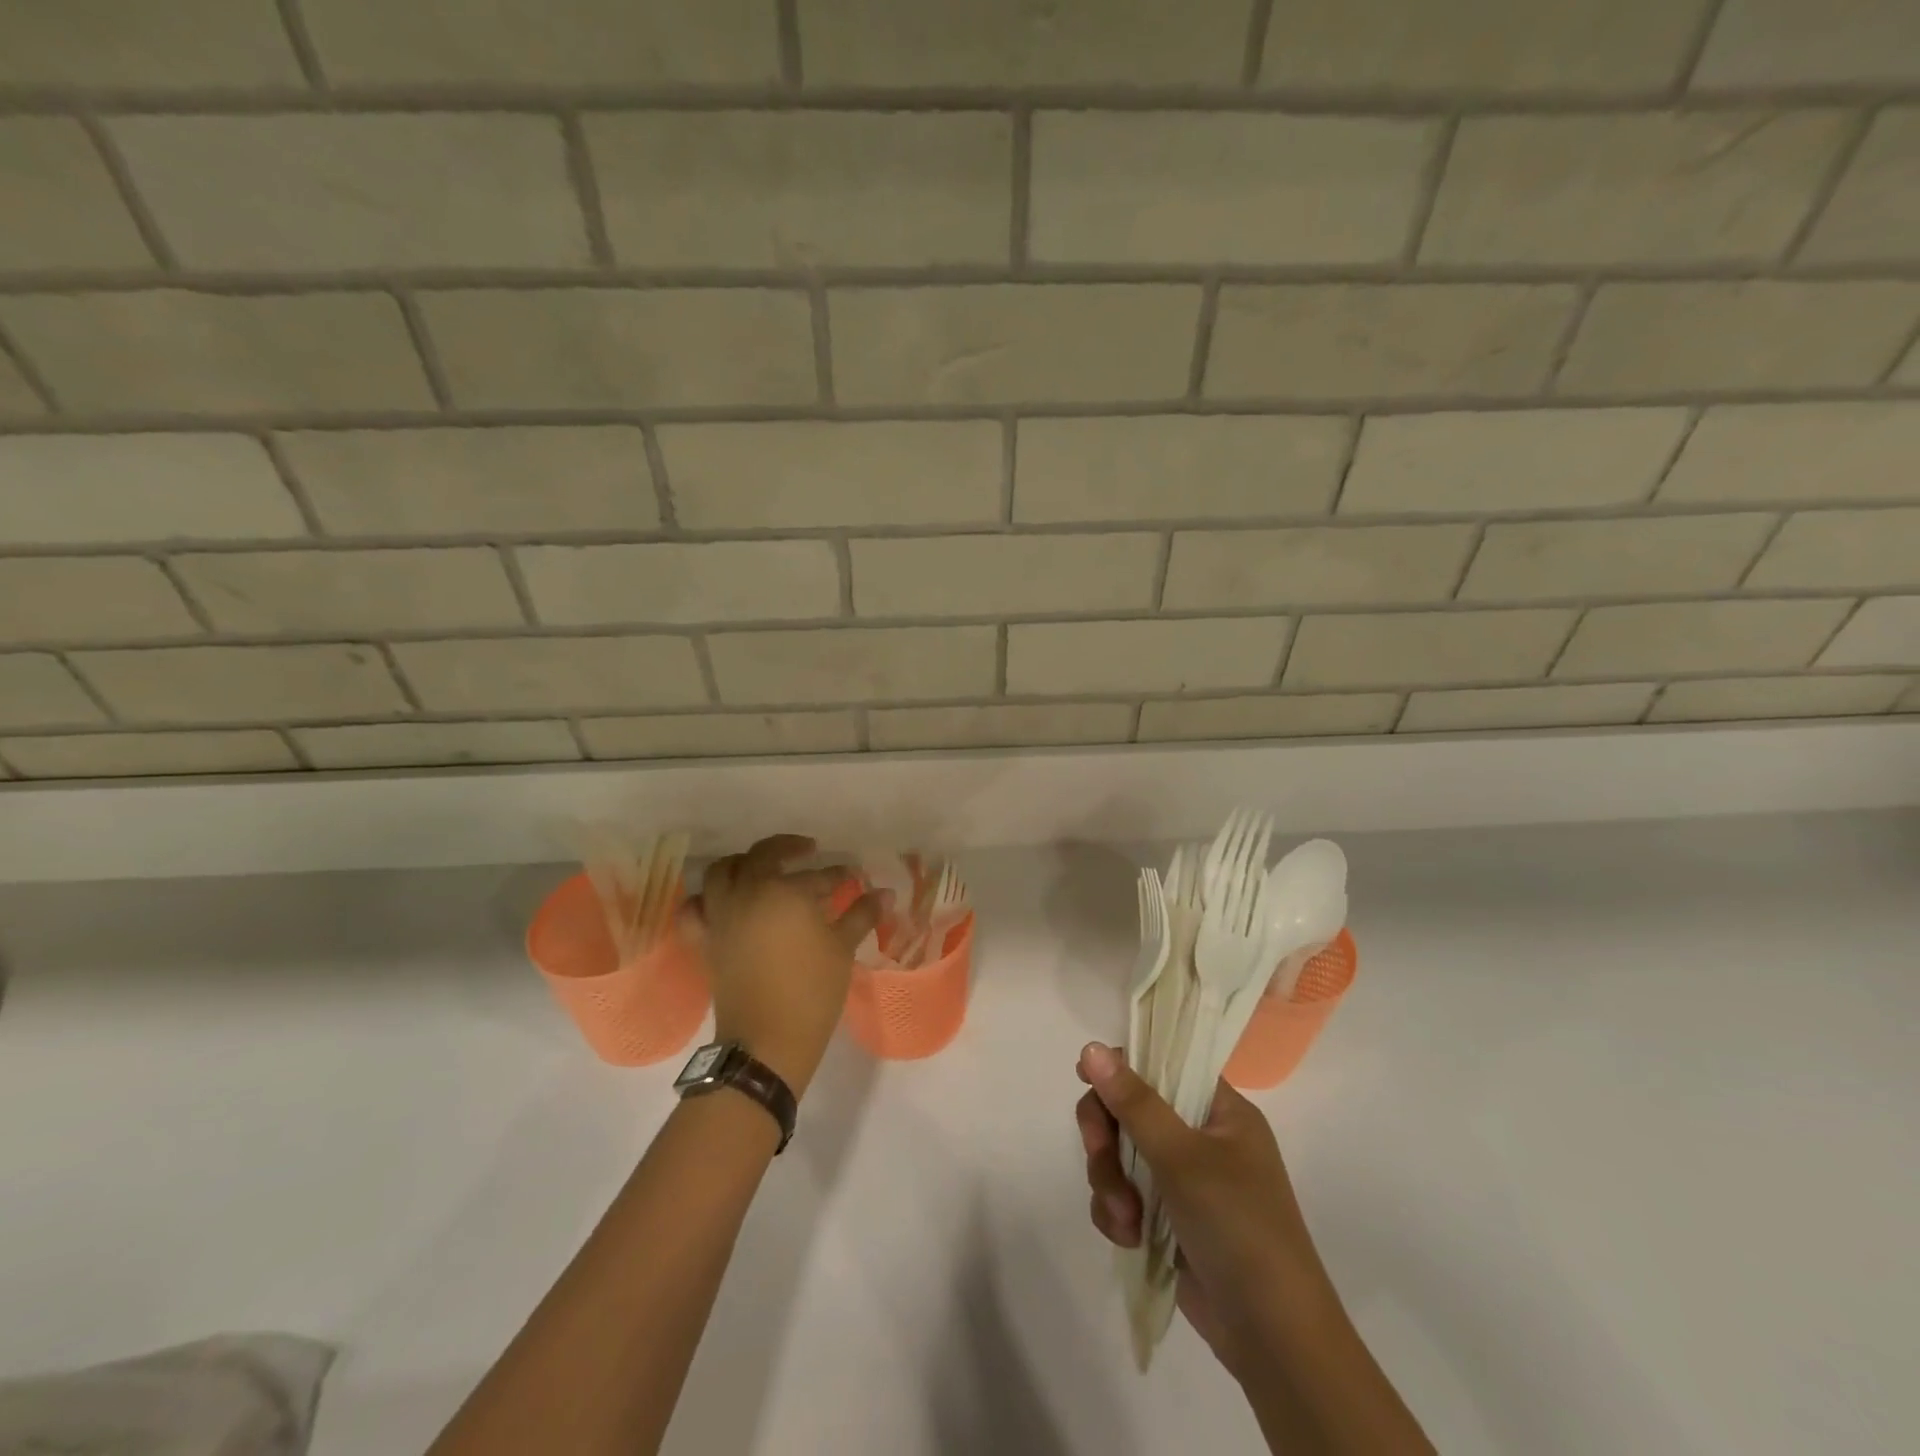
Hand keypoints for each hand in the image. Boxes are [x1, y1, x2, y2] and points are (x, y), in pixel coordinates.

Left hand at [687, 835, 884, 1099]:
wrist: (767, 1041)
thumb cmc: (811, 991)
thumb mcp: (842, 949)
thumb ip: (861, 915)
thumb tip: (885, 893)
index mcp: (784, 891)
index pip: (817, 875)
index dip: (838, 874)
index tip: (852, 877)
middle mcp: (747, 893)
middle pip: (762, 855)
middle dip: (787, 848)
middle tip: (807, 853)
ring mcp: (720, 915)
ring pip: (722, 871)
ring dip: (743, 863)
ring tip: (762, 870)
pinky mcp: (704, 940)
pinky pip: (694, 909)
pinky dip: (705, 900)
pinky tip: (721, 902)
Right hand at [1075, 1043, 1329, 1378]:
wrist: (1273, 1339)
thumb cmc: (1238, 1227)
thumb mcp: (1183, 1157)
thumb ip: (1134, 1102)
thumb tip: (1091, 1047)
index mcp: (1220, 1110)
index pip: (1163, 1064)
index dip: (1123, 1067)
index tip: (1085, 1078)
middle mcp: (1202, 1137)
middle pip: (1131, 1109)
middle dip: (1107, 1136)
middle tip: (1098, 1154)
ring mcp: (1185, 1180)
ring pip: (1121, 1154)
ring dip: (1110, 1182)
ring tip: (1125, 1219)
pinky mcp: (1169, 1220)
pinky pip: (1124, 1195)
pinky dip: (1118, 1212)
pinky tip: (1127, 1237)